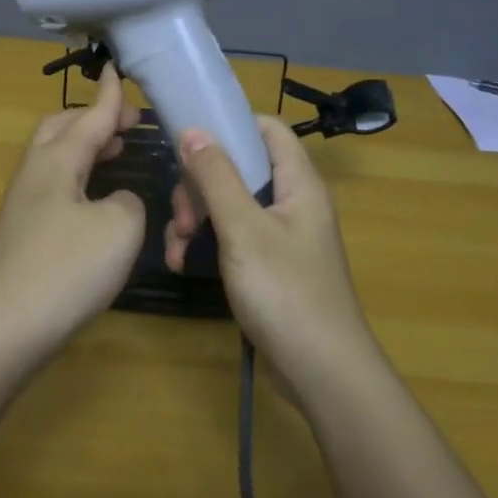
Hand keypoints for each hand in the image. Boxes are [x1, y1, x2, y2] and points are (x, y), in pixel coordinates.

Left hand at [0, 65, 145, 358]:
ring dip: (84, 148)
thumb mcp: (119, 228)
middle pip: (60, 129)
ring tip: (116, 151)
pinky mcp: (20, 235)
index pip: (89, 116)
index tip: (119, 70)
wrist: (2, 330)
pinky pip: (54, 187)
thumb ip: (127, 200)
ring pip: (54, 159)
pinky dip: (78, 178)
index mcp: (55, 160)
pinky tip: (95, 201)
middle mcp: (33, 174)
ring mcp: (21, 205)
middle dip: (92, 118)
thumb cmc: (65, 269)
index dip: (111, 96)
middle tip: (127, 123)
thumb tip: (116, 200)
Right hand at [163, 117, 384, 397]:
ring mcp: (280, 236)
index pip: (268, 130)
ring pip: (228, 205)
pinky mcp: (268, 265)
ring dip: (196, 218)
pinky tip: (183, 264)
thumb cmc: (285, 292)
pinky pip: (231, 238)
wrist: (321, 372)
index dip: (230, 125)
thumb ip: (216, 177)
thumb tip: (194, 130)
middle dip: (200, 185)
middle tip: (182, 215)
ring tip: (177, 247)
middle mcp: (292, 203)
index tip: (188, 137)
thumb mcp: (243, 229)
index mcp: (298, 184)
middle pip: (239, 169)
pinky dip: (206, 244)